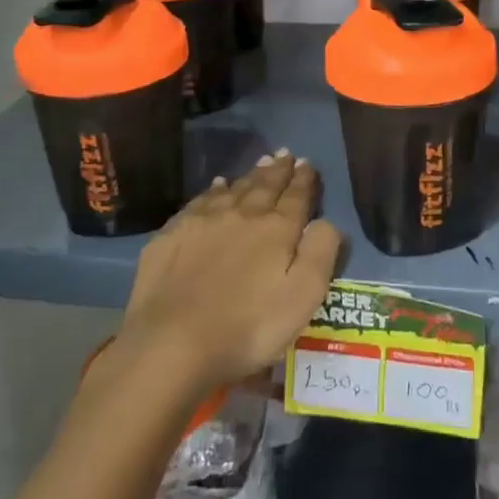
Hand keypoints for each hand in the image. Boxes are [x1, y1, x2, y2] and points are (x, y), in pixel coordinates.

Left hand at [119, 152, 340, 391]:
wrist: (172, 345)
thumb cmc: (248, 328)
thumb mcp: (303, 297)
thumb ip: (321, 252)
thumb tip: (326, 221)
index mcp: (276, 229)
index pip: (296, 196)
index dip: (304, 179)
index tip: (308, 163)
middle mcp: (241, 215)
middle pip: (264, 186)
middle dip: (278, 169)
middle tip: (285, 153)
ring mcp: (202, 222)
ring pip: (233, 189)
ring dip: (250, 175)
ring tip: (260, 163)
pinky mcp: (171, 236)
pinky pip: (199, 202)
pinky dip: (213, 190)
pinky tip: (216, 187)